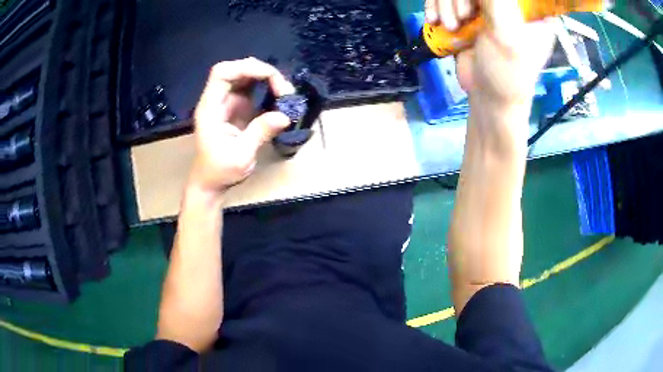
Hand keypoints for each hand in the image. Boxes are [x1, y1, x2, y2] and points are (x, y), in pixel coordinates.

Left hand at [189, 57, 294, 193]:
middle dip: (262, 73)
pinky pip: (253, 89)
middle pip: (237, 70)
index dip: (246, 68)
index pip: (222, 73)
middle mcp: (217, 100)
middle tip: (284, 90)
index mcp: (210, 108)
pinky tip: (280, 99)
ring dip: (267, 79)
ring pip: (247, 77)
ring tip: (285, 94)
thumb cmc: (219, 171)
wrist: (211, 182)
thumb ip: (260, 133)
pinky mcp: (238, 108)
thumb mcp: (240, 156)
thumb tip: (284, 116)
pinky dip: (268, 89)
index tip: (270, 77)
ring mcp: (228, 102)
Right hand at [425, 0, 554, 109]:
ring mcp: (488, 7)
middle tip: (464, 16)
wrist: (488, 99)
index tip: (483, 8)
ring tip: (450, 26)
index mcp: (531, 10)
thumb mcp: (506, 34)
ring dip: (445, 3)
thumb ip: (496, 2)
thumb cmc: (506, 72)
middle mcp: (511, 5)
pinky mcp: (470, 13)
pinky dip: (435, 6)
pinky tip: (434, 20)